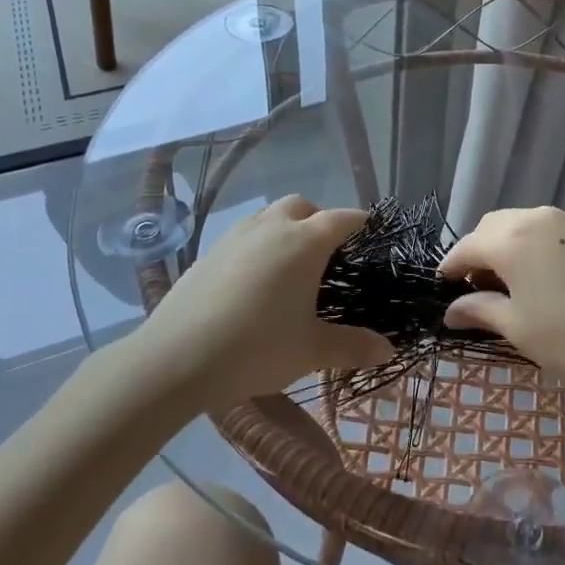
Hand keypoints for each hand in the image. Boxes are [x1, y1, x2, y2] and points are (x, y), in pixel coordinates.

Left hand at [135, 195, 391, 410]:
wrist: (175, 358)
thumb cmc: (255, 348)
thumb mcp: (311, 351)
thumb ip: (353, 346)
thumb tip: (389, 350)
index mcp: (305, 242)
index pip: (343, 218)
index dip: (362, 224)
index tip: (372, 237)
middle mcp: (272, 227)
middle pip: (303, 206)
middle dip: (320, 220)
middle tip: (328, 256)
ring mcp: (236, 235)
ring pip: (269, 216)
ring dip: (286, 229)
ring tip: (290, 269)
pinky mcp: (209, 251)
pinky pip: (244, 235)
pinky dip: (259, 246)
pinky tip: (253, 283)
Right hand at [439, 206, 564, 410]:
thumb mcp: (517, 328)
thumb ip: (479, 310)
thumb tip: (451, 311)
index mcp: (511, 240)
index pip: (468, 246)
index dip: (451, 267)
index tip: (442, 288)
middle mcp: (536, 219)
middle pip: (492, 226)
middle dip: (477, 251)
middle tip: (473, 287)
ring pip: (520, 223)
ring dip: (504, 244)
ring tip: (505, 282)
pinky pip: (545, 229)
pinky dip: (530, 244)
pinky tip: (536, 275)